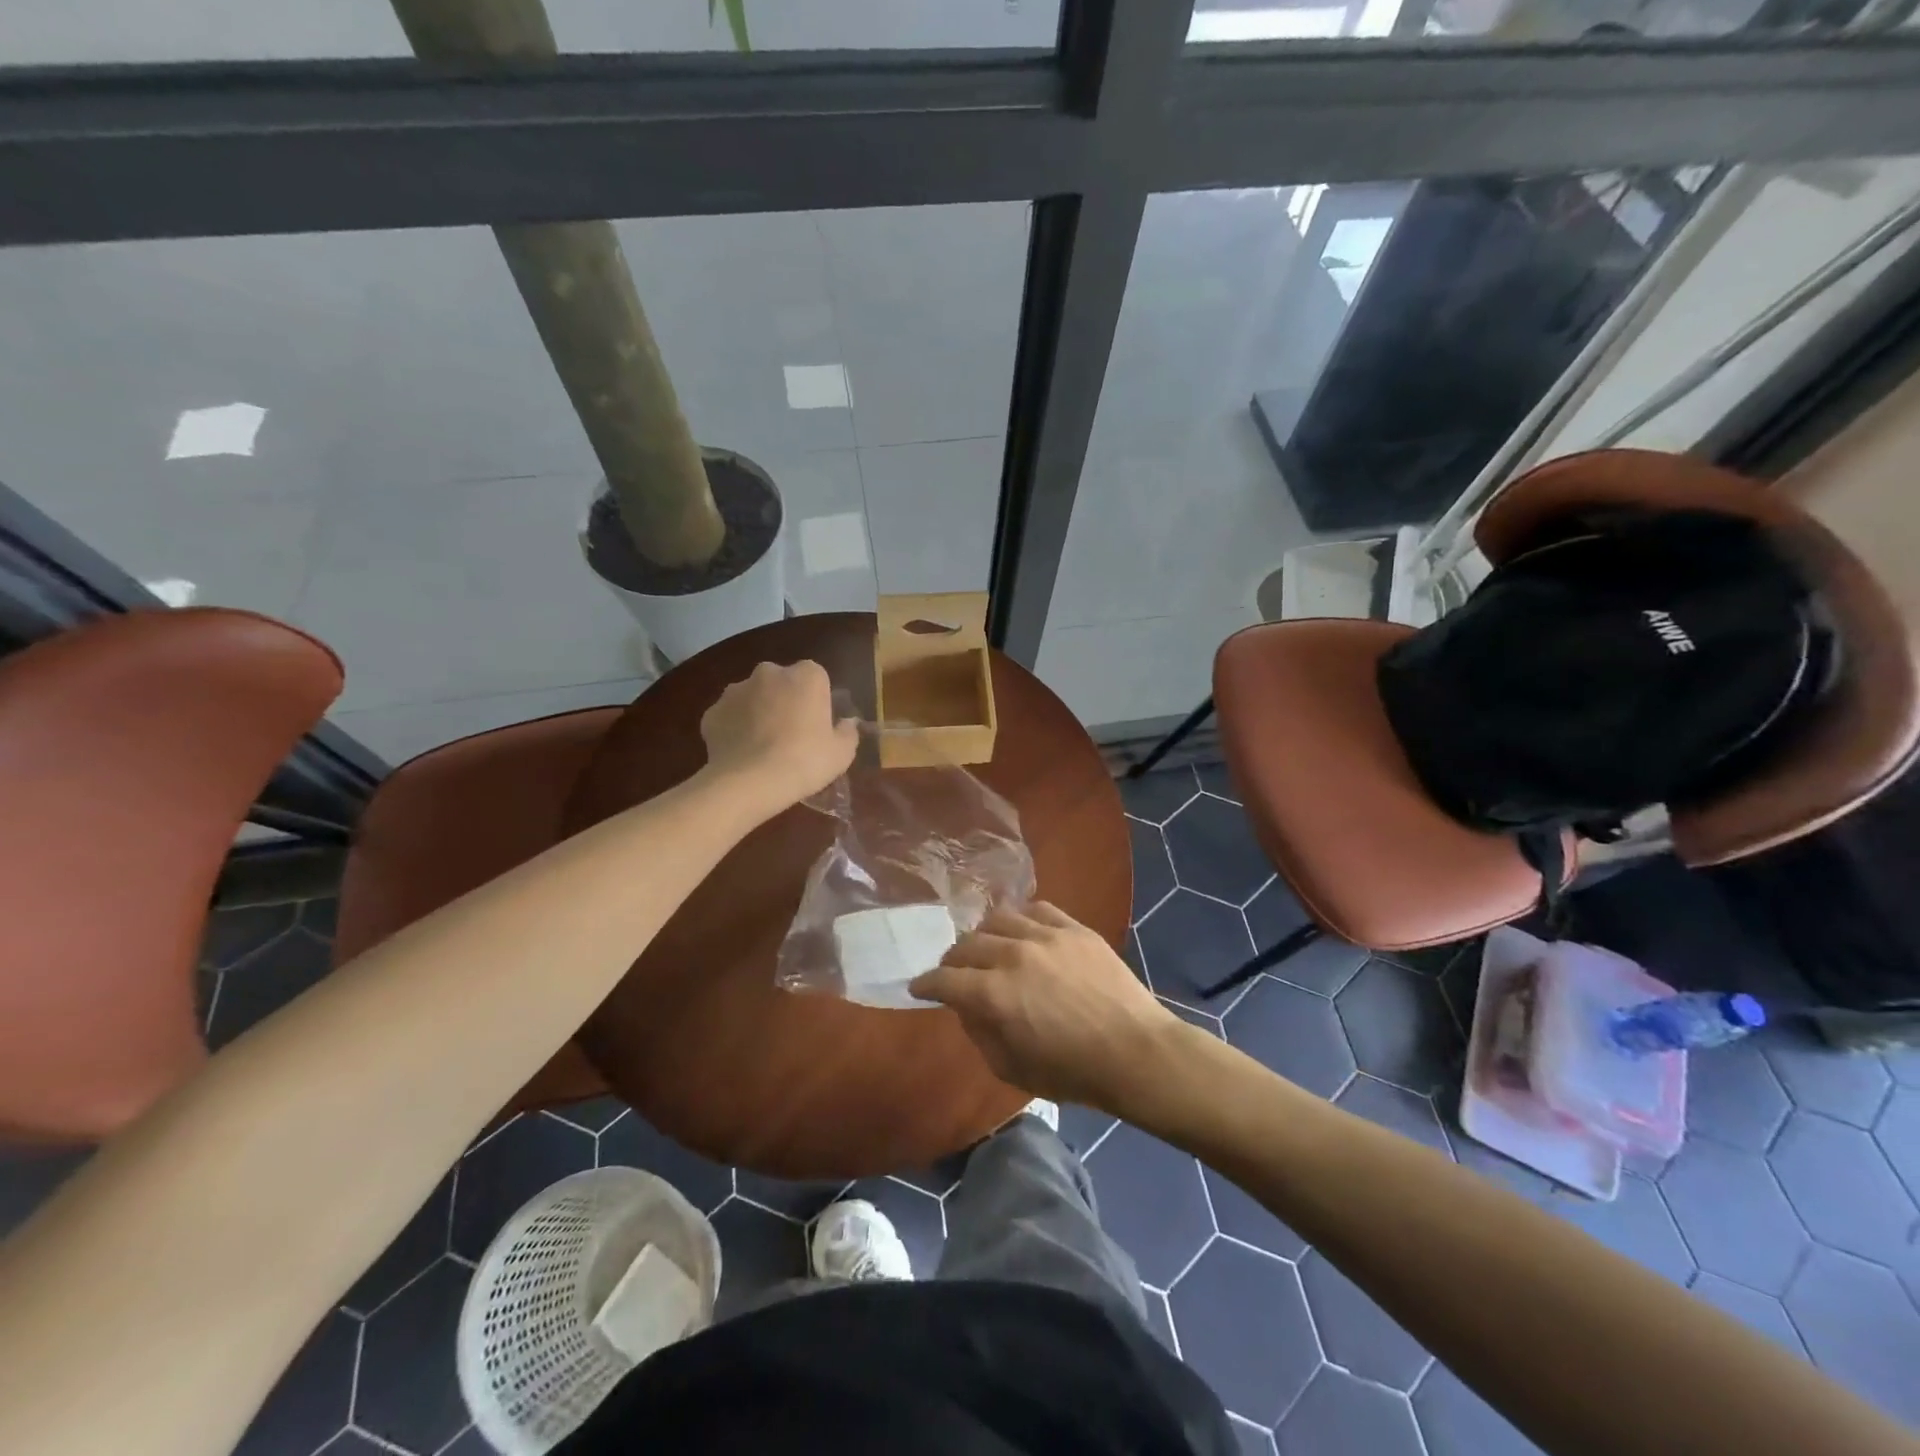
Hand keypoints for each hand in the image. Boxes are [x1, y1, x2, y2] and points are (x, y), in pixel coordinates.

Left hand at [699, 660, 858, 813]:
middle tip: (791, 734)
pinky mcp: (712, 712)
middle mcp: (769, 673)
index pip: (816, 677)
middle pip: (781, 683)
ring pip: (752, 697)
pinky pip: (729, 717)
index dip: (817, 700)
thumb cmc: (806, 761)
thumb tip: (846, 723)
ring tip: (763, 747)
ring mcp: (735, 690)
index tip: (817, 724)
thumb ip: (847, 732)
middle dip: (785, 701)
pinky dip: (735, 730)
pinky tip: (742, 754)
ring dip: (758, 713)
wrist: (751, 782)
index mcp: (806, 676)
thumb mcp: (842, 752)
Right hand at [910, 902, 1187, 1110]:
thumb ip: (981, 1034)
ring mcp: (1045, 935)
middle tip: (954, 972)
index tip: (919, 988)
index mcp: (994, 994)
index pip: (944, 979)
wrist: (1135, 1052)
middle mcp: (1013, 955)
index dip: (926, 984)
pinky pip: (1037, 909)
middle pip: (966, 945)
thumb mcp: (1013, 1069)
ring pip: (998, 919)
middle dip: (952, 960)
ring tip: (988, 947)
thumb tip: (967, 1008)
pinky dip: (1022, 919)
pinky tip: (1022, 931)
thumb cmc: (1073, 1072)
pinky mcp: (1074, 928)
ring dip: (984, 935)